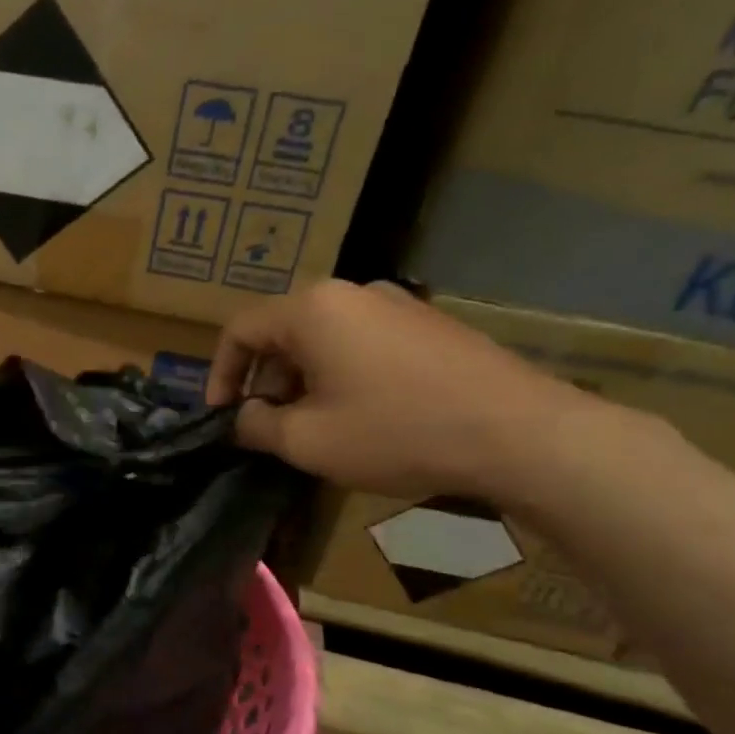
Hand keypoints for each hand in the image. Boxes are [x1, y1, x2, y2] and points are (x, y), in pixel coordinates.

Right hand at [205, 280, 585, 500]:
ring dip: (301, 381)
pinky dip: (340, 375)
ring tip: (311, 428)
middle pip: (282, 332)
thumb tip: (242, 418)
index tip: (221, 417)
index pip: (240, 330)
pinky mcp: (428, 324)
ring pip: (323, 339)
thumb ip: (256, 426)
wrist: (516, 432)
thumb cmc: (396, 432)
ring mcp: (396, 304)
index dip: (219, 375)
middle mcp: (351, 292)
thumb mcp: (307, 440)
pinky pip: (362, 343)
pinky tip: (358, 416)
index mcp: (312, 309)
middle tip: (267, 428)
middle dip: (263, 381)